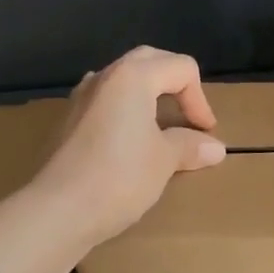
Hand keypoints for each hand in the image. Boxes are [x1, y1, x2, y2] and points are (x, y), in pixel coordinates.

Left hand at [33, 46, 226, 249]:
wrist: (57, 211)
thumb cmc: (119, 177)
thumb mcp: (163, 161)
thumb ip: (189, 146)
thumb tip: (216, 148)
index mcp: (133, 76)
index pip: (181, 68)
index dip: (200, 99)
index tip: (205, 133)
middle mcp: (105, 76)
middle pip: (151, 61)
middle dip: (176, 84)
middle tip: (188, 114)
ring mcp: (81, 96)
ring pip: (123, 79)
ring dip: (148, 94)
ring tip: (160, 124)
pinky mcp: (67, 120)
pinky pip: (105, 100)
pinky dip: (125, 109)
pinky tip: (128, 138)